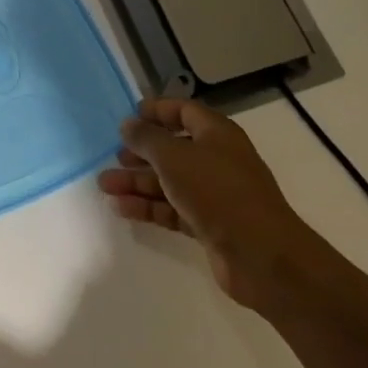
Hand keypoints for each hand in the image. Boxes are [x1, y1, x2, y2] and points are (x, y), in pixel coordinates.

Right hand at [98, 96, 325, 312]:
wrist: (262, 257)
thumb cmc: (217, 192)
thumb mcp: (174, 157)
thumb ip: (146, 138)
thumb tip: (128, 125)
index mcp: (216, 134)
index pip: (184, 111)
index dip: (157, 111)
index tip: (129, 116)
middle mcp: (216, 160)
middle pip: (172, 149)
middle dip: (140, 153)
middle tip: (113, 157)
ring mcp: (214, 194)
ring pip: (169, 181)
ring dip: (137, 182)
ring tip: (105, 186)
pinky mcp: (209, 225)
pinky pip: (172, 208)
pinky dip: (148, 207)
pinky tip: (121, 208)